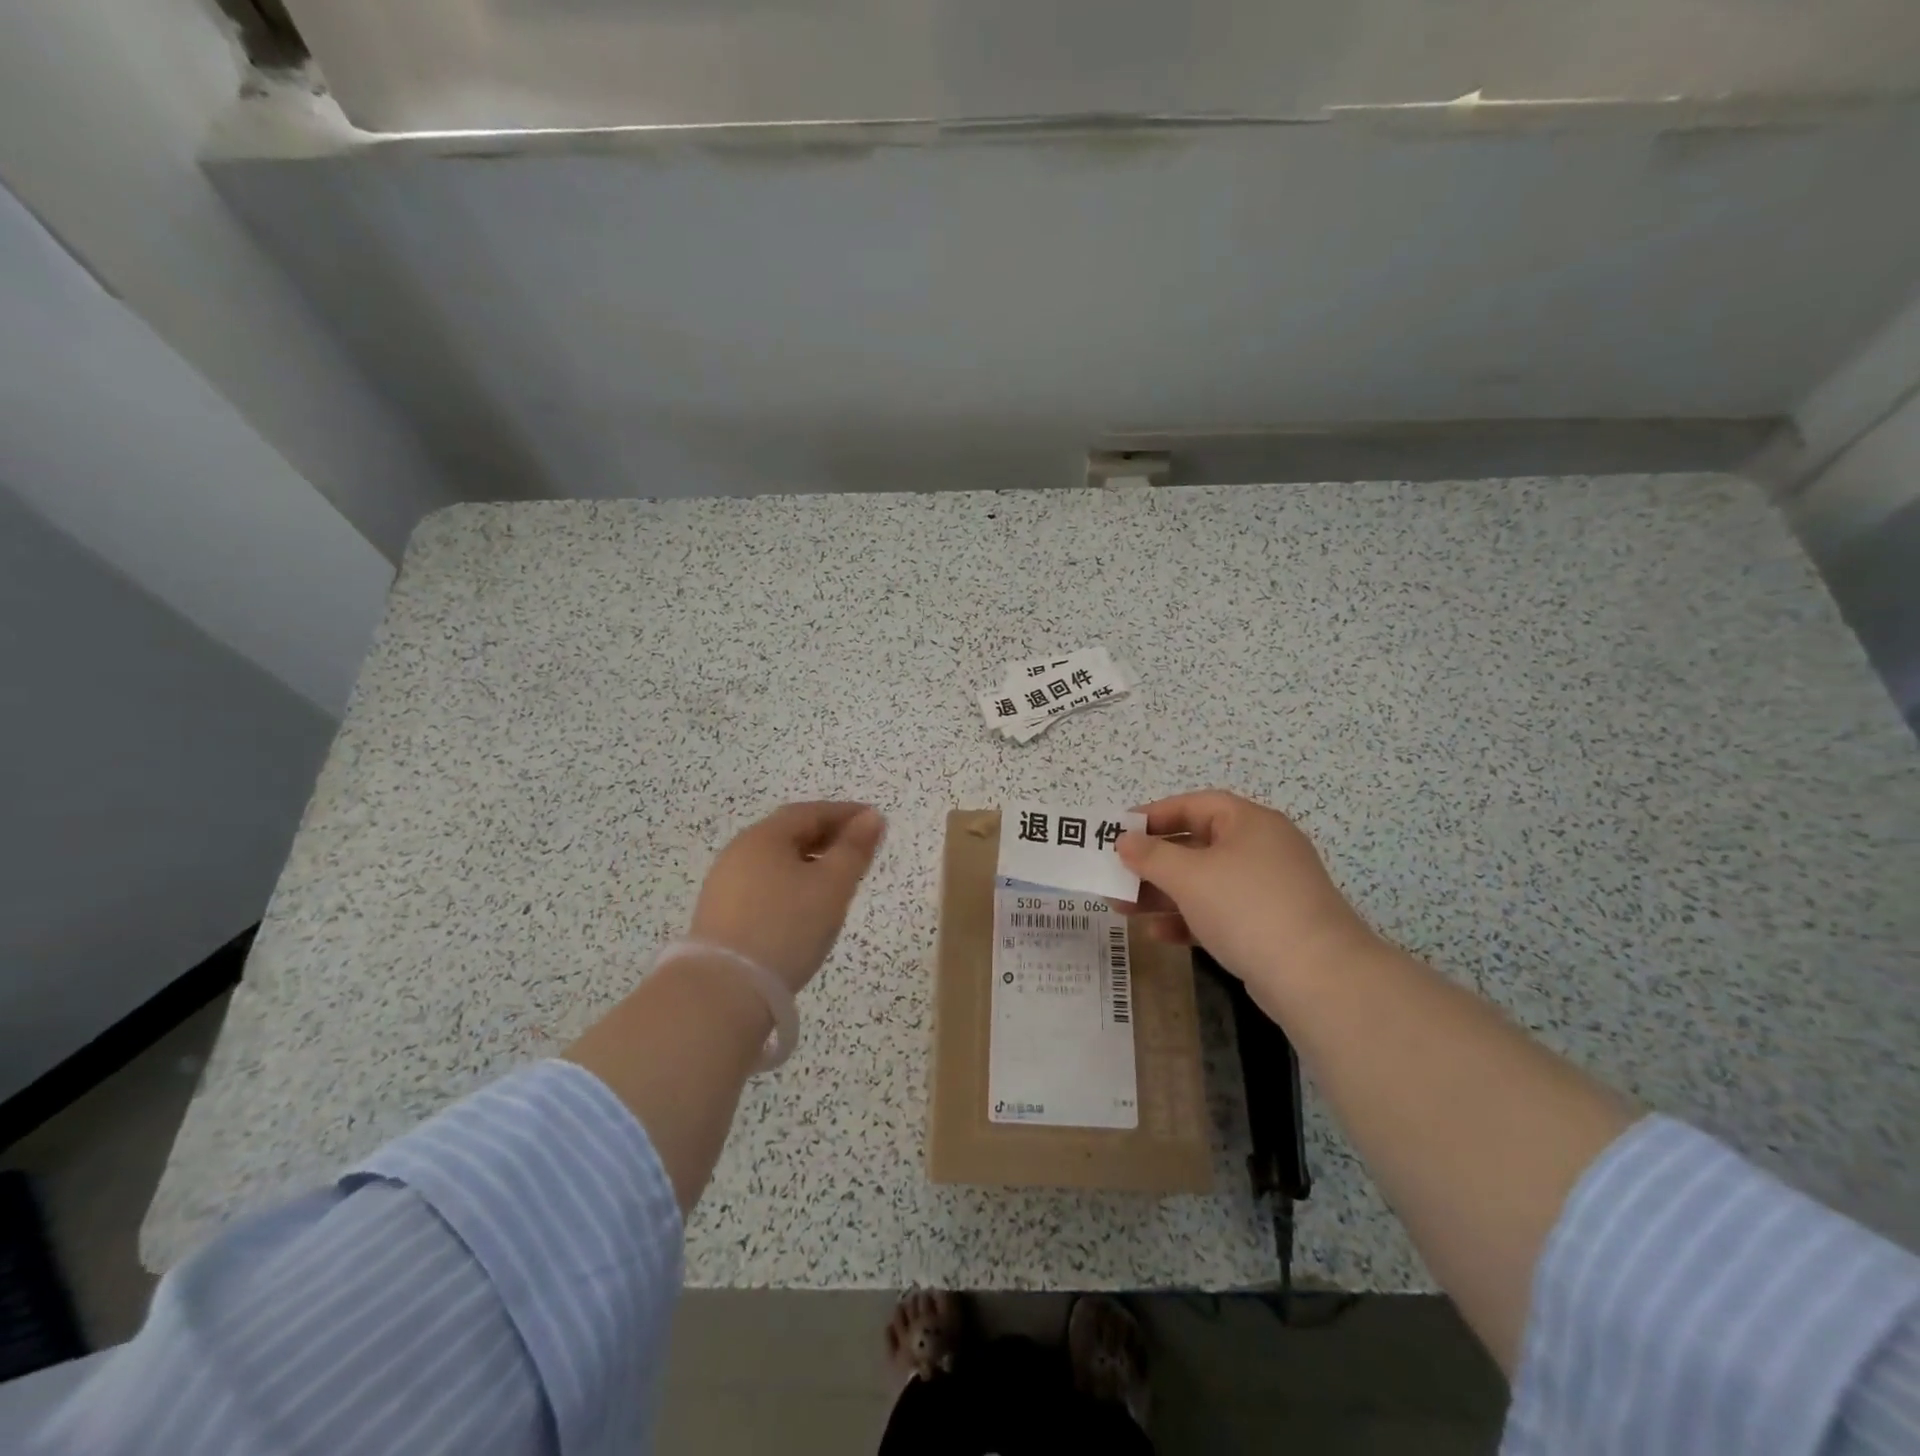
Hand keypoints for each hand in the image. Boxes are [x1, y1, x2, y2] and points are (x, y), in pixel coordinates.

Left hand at [687, 801, 886, 992]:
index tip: (874, 820)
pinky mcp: (719, 916)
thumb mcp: (832, 886)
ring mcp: (724, 885)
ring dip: (808, 862)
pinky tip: (803, 906)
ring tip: (836, 879)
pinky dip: (790, 884)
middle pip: (789, 834)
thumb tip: (871, 817)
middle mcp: (739, 852)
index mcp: (764, 837)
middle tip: (858, 849)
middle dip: (827, 836)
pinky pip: (763, 885)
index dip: (845, 813)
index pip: (810, 812)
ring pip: (775, 862)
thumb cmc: (786, 927)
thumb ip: (854, 849)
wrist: (724, 991)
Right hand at [1116, 790, 1374, 993]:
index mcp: (1249, 823)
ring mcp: (1267, 889)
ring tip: (1122, 908)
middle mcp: (1261, 849)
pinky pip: (1218, 913)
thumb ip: (1151, 855)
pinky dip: (1187, 919)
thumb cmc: (1247, 908)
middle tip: (1115, 874)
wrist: (1317, 977)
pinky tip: (1157, 934)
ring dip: (1162, 893)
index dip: (1154, 815)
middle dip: (1152, 862)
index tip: (1119, 831)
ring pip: (1204, 883)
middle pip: (1196, 845)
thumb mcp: (1189, 876)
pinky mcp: (1268, 926)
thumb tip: (1124, 841)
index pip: (1195, 805)